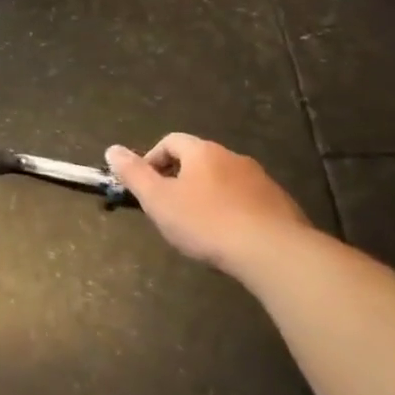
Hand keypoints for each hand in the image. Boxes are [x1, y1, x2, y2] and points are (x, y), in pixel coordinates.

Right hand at [106, 134, 309, 271]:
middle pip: (199, 160)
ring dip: (209, 195)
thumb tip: (112, 150)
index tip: (147, 186)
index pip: (171, 141)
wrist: (275, 253)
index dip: (153, 159)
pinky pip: (249, 201)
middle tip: (170, 207)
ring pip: (226, 180)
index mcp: (202, 152)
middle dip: (181, 179)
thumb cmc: (207, 223)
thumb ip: (134, 174)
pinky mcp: (282, 205)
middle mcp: (233, 157)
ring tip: (201, 225)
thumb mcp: (159, 200)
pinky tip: (232, 237)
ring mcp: (261, 180)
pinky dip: (235, 211)